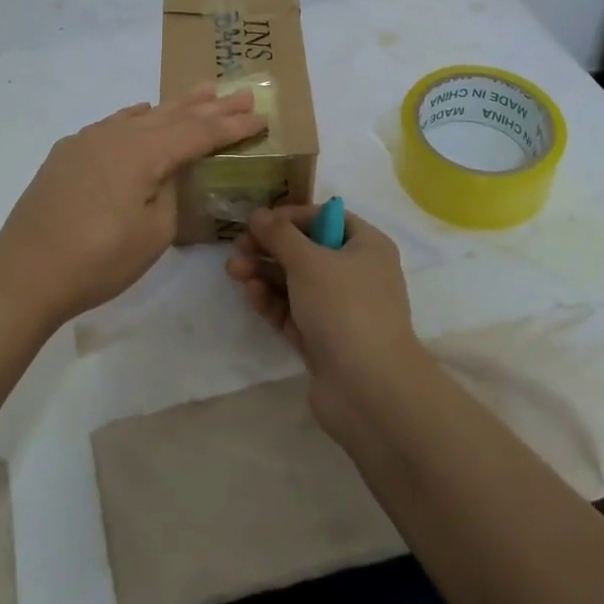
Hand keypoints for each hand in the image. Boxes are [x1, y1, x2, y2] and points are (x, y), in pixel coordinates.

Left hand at [0, 85, 265, 325]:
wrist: (25, 276)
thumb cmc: (98, 261)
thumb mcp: (153, 233)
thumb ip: (169, 191)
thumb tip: (166, 171)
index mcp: (143, 153)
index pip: (198, 133)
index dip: (231, 126)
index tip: (260, 115)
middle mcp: (116, 135)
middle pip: (173, 116)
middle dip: (210, 106)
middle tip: (241, 92)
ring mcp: (88, 141)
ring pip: (142, 116)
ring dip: (175, 106)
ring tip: (203, 91)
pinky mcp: (68, 154)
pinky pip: (113, 124)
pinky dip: (136, 117)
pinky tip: (144, 111)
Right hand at [225, 203, 426, 440]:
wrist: (369, 389)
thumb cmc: (345, 308)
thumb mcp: (309, 261)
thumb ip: (280, 235)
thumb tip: (259, 214)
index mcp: (367, 246)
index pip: (326, 219)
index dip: (292, 216)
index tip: (260, 221)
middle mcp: (357, 274)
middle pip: (307, 251)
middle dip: (270, 247)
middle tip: (237, 247)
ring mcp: (340, 310)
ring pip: (296, 283)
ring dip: (265, 273)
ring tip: (234, 270)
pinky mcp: (323, 340)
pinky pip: (294, 312)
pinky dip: (272, 302)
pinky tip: (251, 294)